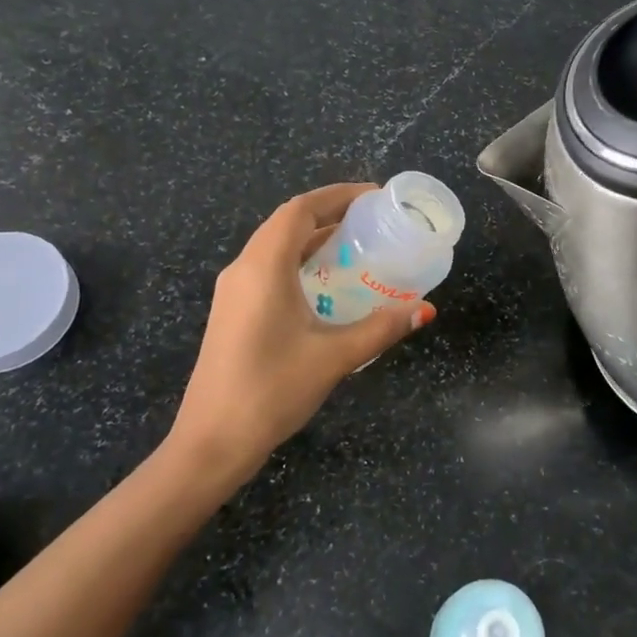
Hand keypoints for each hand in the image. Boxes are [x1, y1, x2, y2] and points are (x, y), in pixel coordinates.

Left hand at [171, 183, 434, 479]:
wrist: (212, 441)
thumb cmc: (272, 390)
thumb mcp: (334, 357)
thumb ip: (381, 328)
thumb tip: (425, 310)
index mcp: (263, 267)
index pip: (300, 209)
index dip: (337, 195)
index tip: (374, 197)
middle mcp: (243, 269)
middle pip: (286, 223)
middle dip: (329, 213)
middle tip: (372, 221)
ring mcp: (232, 292)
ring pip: (275, 247)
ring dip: (312, 239)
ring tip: (355, 247)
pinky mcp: (232, 312)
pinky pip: (268, 269)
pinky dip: (298, 262)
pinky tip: (325, 285)